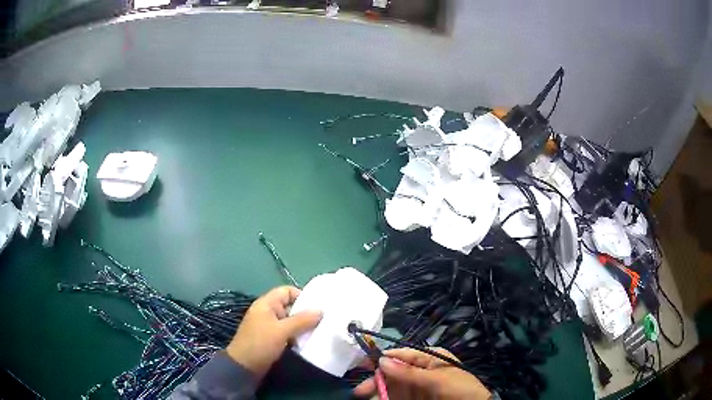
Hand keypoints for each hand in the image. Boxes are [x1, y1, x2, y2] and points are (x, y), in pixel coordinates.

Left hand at [226, 286, 321, 381]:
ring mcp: (269, 326)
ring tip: (319, 331)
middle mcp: (268, 312)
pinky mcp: (272, 338)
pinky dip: (297, 335)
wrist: (244, 366)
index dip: (302, 295)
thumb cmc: (261, 343)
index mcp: (266, 304)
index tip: (317, 307)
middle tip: (323, 320)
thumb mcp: (282, 331)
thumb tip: (321, 310)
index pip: (287, 291)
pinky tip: (308, 341)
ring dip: (303, 326)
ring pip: (290, 321)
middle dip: (306, 313)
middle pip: (290, 306)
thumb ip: (302, 320)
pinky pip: (288, 332)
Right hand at [353, 348, 490, 399]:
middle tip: (361, 392)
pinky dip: (386, 399)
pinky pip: (396, 397)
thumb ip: (409, 372)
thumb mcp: (438, 380)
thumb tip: (381, 359)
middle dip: (377, 380)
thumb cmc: (460, 390)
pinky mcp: (415, 398)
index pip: (401, 355)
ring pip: (391, 386)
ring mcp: (417, 387)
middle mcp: (420, 371)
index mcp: (429, 358)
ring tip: (366, 398)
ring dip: (379, 392)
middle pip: (392, 373)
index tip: (362, 365)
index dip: (382, 358)